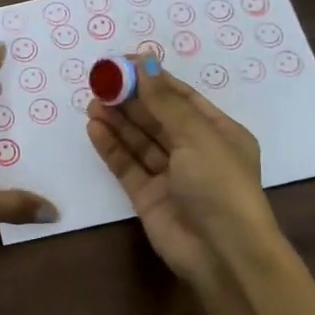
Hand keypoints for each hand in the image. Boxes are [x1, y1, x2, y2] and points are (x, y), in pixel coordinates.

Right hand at [85, 57, 279, 288]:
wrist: (221, 252)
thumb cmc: (219, 185)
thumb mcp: (197, 135)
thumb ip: (165, 101)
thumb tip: (145, 62)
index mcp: (218, 132)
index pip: (181, 98)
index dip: (152, 79)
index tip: (122, 63)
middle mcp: (195, 151)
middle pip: (157, 117)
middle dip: (130, 100)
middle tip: (100, 83)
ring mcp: (170, 175)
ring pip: (139, 141)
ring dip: (117, 121)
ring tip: (92, 103)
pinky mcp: (147, 196)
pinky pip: (127, 165)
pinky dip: (111, 147)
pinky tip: (94, 128)